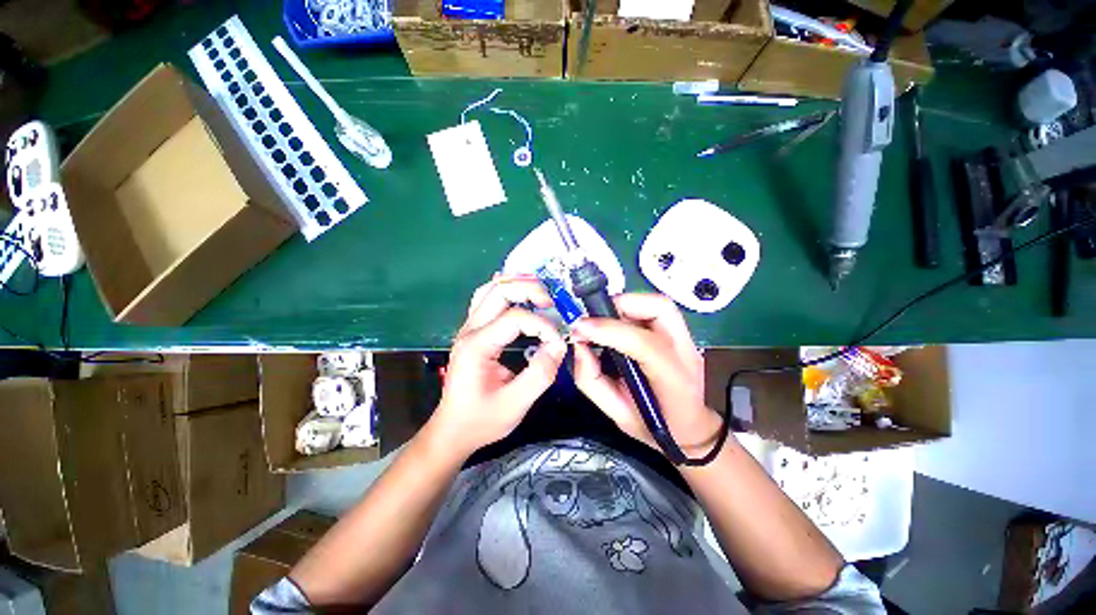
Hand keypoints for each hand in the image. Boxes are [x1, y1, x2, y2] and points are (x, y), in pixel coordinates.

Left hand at [429, 275, 566, 458]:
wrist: (452, 430)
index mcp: (477, 346)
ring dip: (517, 285)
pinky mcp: (473, 331)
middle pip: (499, 290)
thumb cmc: (482, 420)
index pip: (515, 318)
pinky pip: (487, 299)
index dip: (542, 325)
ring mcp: (468, 328)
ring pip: (490, 289)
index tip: (558, 342)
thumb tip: (559, 345)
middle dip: (530, 290)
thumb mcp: (516, 404)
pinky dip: (505, 290)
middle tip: (551, 304)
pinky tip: (519, 293)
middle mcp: (470, 330)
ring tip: (540, 293)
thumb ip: (540, 373)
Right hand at [571, 293, 721, 455]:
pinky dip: (631, 309)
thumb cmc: (655, 427)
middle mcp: (685, 352)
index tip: (580, 328)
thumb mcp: (617, 415)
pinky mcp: (681, 332)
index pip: (645, 344)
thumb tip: (578, 345)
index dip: (610, 331)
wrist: (691, 428)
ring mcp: (687, 339)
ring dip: (625, 305)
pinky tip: (617, 325)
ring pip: (658, 303)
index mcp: (673, 381)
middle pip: (659, 308)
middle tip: (593, 320)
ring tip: (603, 321)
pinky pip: (655, 308)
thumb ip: (591, 381)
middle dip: (619, 306)